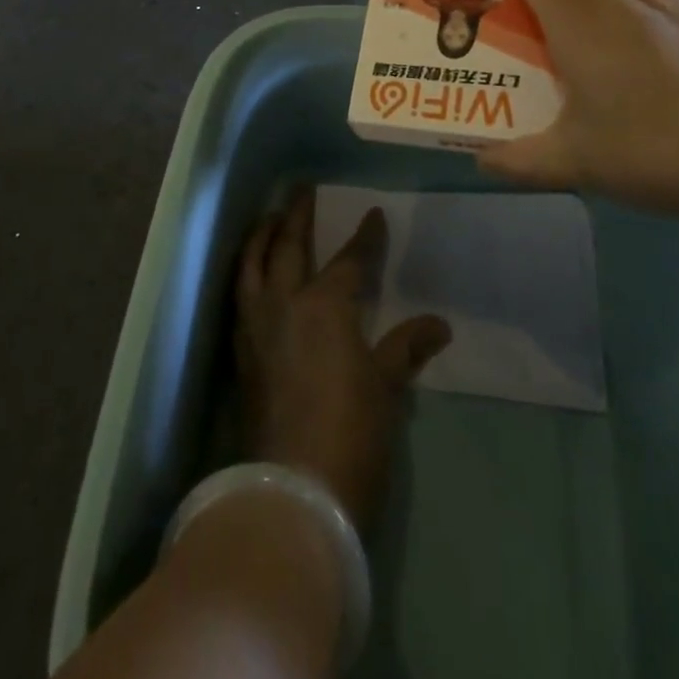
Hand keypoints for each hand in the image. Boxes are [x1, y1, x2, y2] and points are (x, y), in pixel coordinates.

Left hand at [235, 191, 451, 532]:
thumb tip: (439, 325)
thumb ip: (406, 348)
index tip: (373, 214)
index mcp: (325, 306)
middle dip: (296, 214)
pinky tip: (251, 272)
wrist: (293, 489)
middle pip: (288, 246)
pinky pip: (239, 294)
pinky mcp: (240, 351)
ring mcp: (256, 326)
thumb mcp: (386, 388)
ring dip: (261, 236)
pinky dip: (245, 271)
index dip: (364, 237)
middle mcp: (284, 303)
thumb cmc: (351, 433)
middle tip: (301, 188)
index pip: (349, 260)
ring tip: (269, 218)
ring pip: (252, 264)